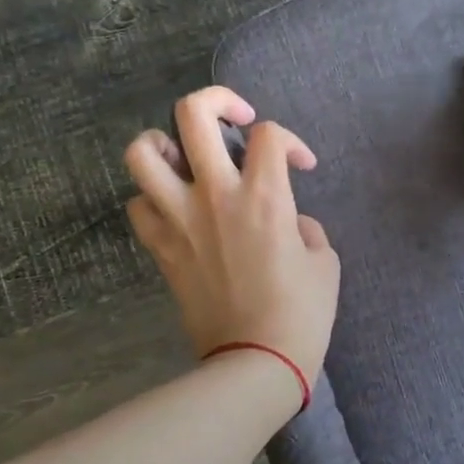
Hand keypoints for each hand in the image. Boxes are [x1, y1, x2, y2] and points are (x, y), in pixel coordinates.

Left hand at [124, 87, 340, 399]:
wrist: (255, 364)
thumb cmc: (301, 314)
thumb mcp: (325, 262)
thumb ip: (306, 226)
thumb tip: (289, 220)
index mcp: (265, 195)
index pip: (269, 134)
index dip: (290, 140)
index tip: (301, 166)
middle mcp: (215, 194)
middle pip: (193, 113)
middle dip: (217, 100)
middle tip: (235, 120)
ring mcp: (179, 219)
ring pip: (143, 152)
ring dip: (163, 142)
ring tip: (185, 154)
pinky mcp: (160, 248)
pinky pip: (138, 205)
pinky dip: (152, 198)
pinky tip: (175, 208)